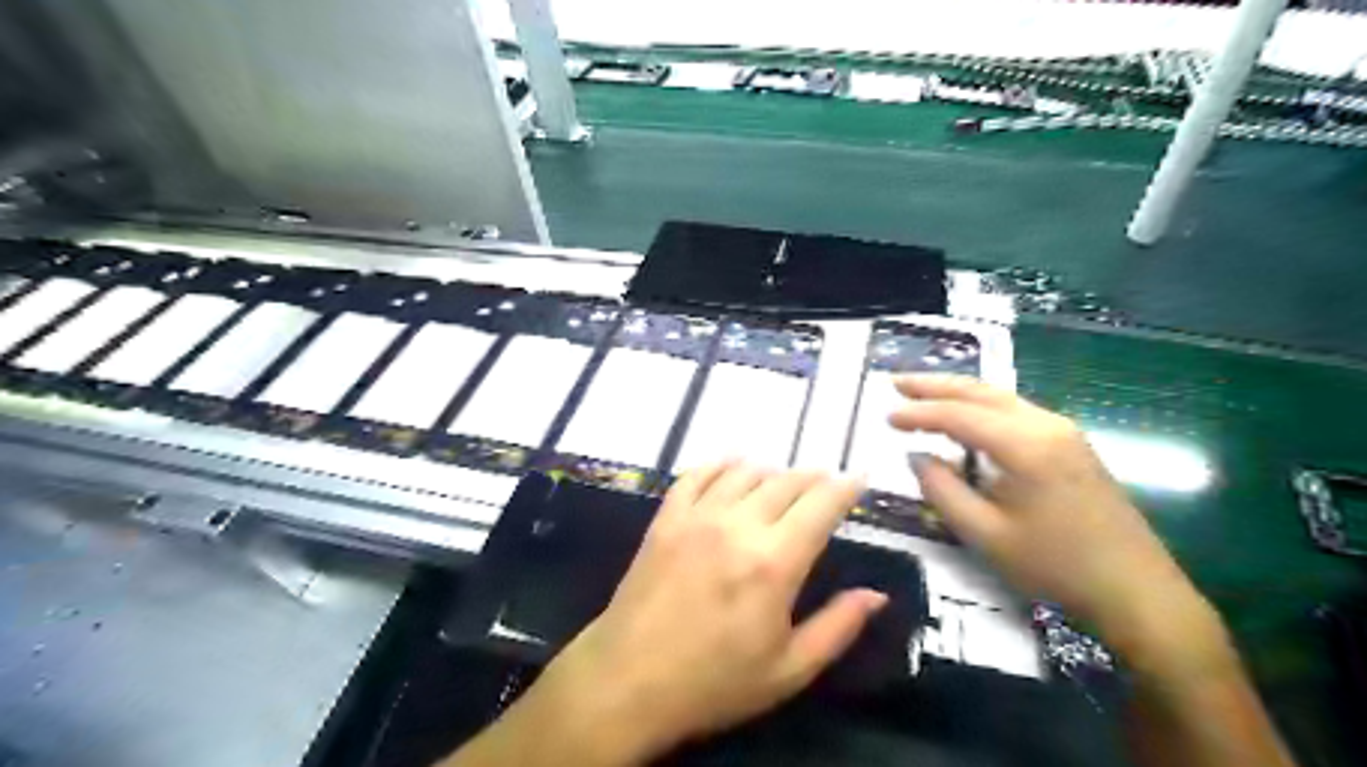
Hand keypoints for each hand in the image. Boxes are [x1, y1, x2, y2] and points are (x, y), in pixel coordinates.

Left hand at [525, 460, 887, 763]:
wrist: (628, 681)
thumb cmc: (714, 683)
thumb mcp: (788, 670)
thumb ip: (837, 627)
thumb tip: (876, 594)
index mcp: (774, 563)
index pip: (821, 505)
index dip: (845, 487)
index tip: (859, 479)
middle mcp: (738, 525)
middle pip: (786, 482)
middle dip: (813, 478)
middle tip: (825, 483)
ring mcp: (697, 516)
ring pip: (745, 472)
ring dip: (772, 471)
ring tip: (783, 482)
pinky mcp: (666, 517)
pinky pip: (697, 474)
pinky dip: (721, 464)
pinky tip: (731, 466)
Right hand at [887, 372, 1215, 652]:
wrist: (1137, 590)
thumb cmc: (1055, 566)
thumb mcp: (986, 535)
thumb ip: (943, 490)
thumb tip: (917, 457)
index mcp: (1025, 445)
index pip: (958, 415)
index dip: (918, 413)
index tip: (885, 417)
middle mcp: (1045, 424)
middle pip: (981, 391)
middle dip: (935, 384)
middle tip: (895, 381)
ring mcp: (1063, 431)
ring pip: (1000, 397)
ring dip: (958, 392)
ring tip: (921, 392)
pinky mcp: (1071, 445)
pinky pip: (1016, 411)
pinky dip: (981, 407)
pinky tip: (965, 417)